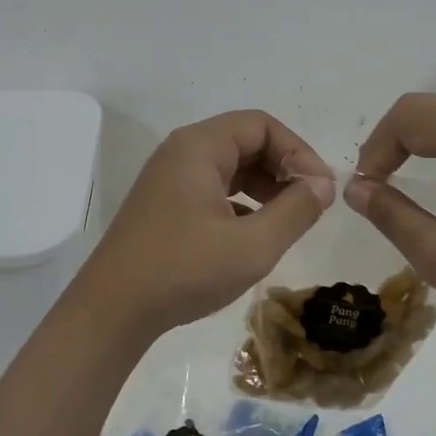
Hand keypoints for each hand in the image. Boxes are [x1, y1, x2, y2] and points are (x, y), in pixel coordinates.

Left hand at [72, 111, 333, 342]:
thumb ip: (295, 211)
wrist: (112, 310)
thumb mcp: (252, 245)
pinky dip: (242, 202)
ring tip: (289, 219)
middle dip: (283, 168)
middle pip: (245, 141)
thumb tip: (323, 184)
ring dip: (265, 186)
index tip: (320, 189)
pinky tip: (256, 233)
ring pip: (230, 166)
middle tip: (310, 204)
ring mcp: (169, 178)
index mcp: (199, 147)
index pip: (261, 125)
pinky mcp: (165, 204)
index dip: (298, 151)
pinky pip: (213, 188)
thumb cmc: (184, 271)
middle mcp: (182, 152)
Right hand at [345, 93, 435, 342]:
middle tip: (371, 185)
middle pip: (428, 108)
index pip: (410, 116)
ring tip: (391, 181)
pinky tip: (429, 178)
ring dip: (412, 142)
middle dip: (390, 141)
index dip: (376, 149)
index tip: (364, 191)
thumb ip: (391, 216)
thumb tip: (354, 187)